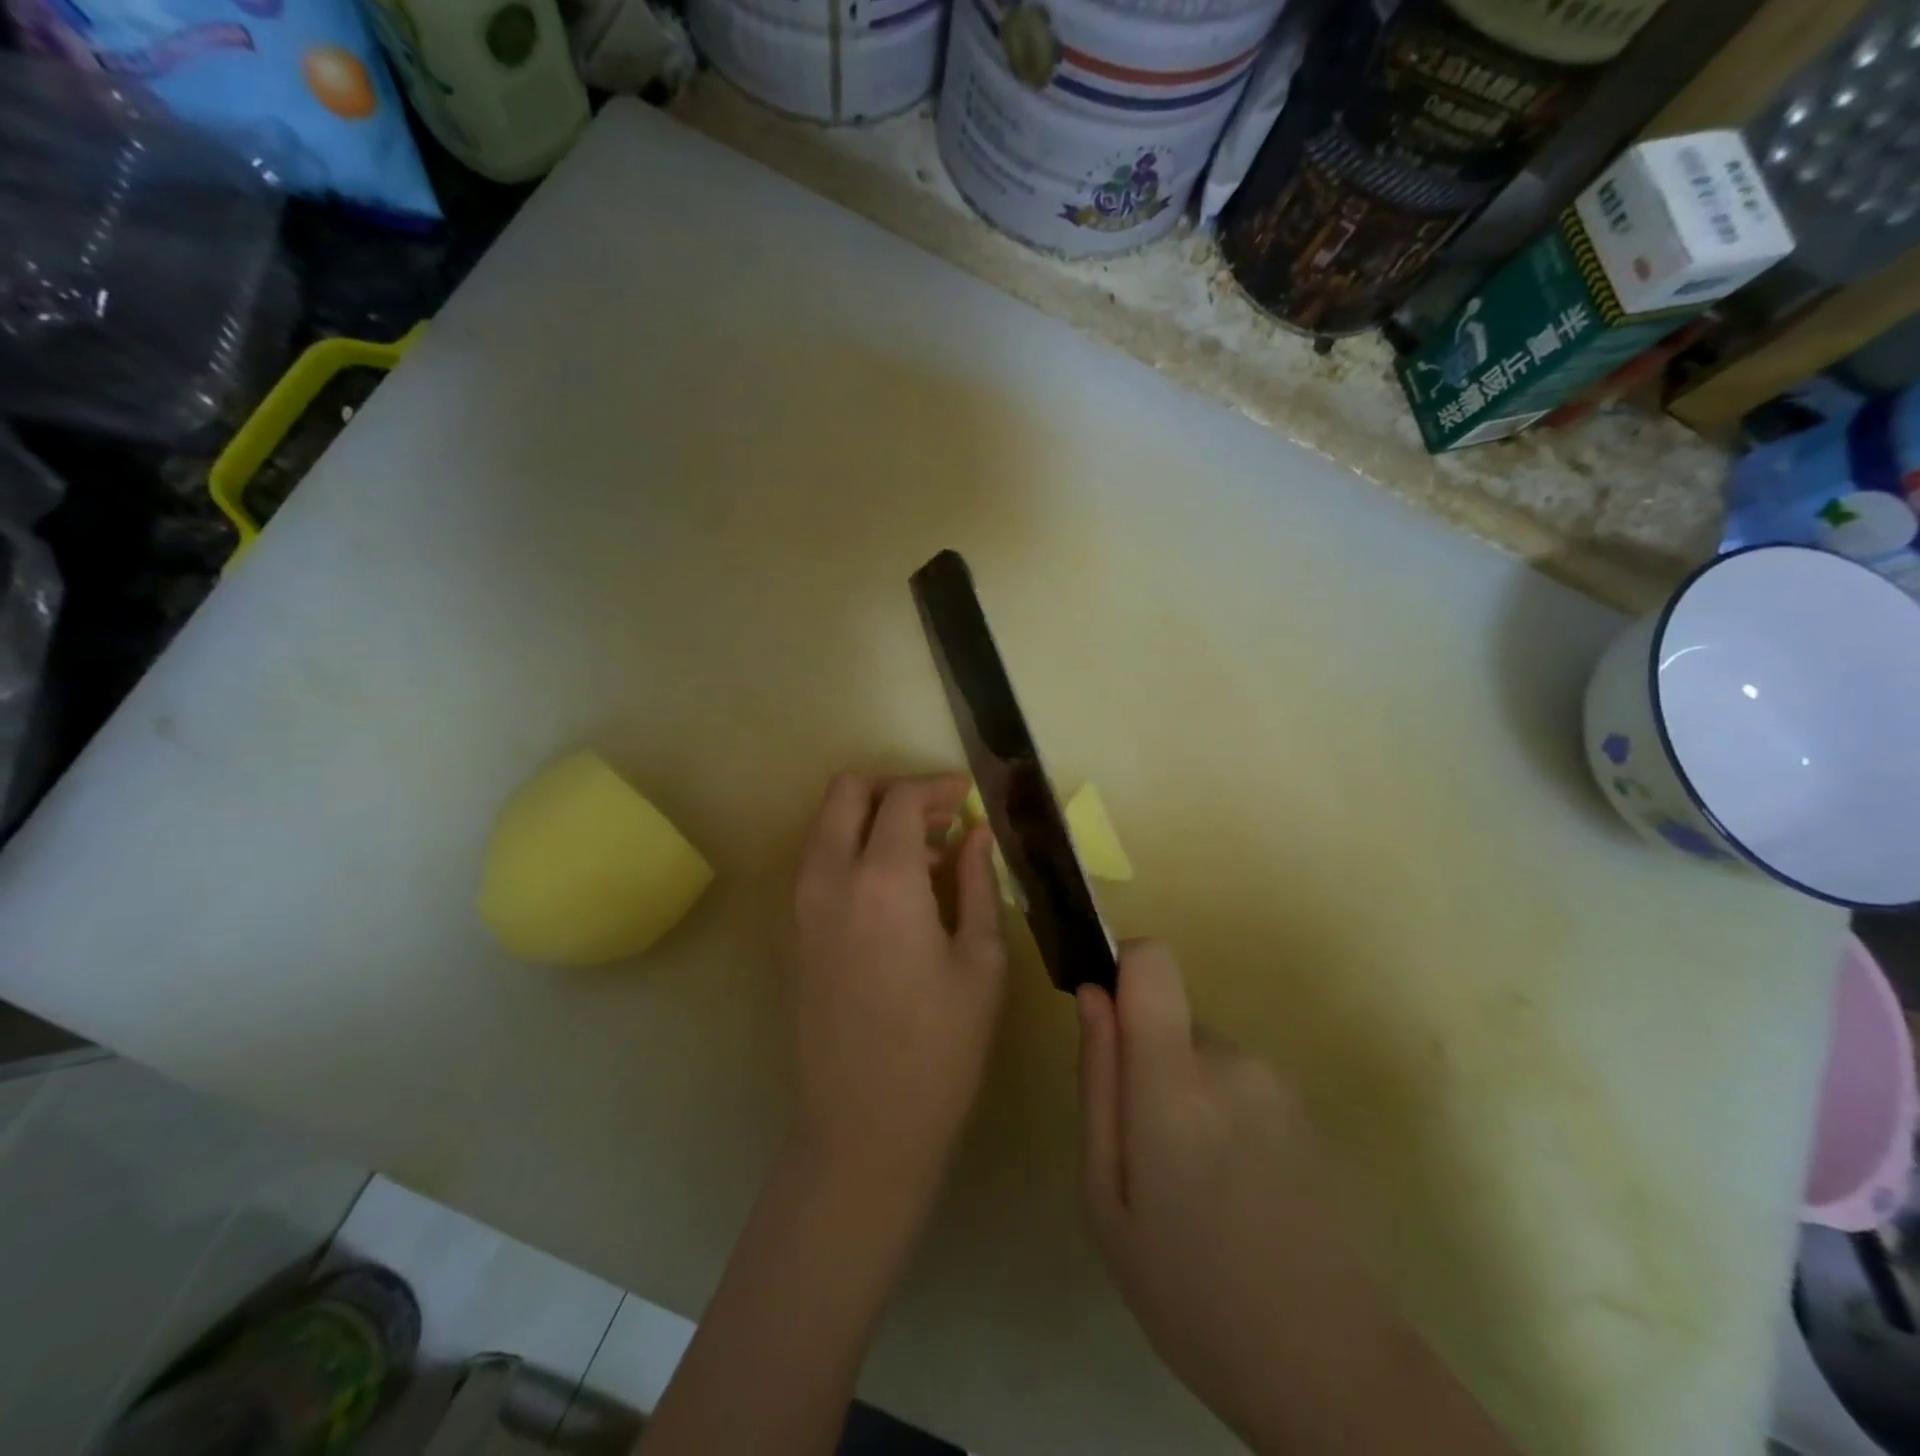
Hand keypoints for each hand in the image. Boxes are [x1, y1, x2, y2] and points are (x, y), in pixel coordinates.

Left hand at [788, 772, 1006, 1198]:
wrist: (863, 1130)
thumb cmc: (940, 1049)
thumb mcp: (980, 962)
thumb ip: (976, 884)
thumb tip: (975, 833)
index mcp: (881, 880)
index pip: (901, 799)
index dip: (937, 788)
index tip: (965, 798)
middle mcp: (827, 878)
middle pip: (846, 793)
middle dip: (892, 789)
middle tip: (939, 816)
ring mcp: (798, 906)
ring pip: (824, 825)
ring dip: (869, 819)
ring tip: (924, 855)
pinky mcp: (788, 933)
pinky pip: (816, 863)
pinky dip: (850, 851)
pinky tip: (892, 891)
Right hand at [1076, 941, 1326, 1441]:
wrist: (1332, 1371)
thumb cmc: (1190, 1292)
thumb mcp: (1107, 1197)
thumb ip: (1098, 1083)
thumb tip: (1092, 996)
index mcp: (1176, 1080)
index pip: (1152, 960)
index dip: (1124, 970)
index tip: (1108, 1022)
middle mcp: (1233, 1061)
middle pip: (1172, 1020)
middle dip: (1149, 1065)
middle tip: (1148, 1157)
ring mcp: (1279, 1084)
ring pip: (1205, 1057)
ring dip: (1188, 1098)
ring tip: (1194, 1188)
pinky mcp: (1308, 1110)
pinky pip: (1241, 1086)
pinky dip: (1225, 1120)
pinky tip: (1237, 1196)